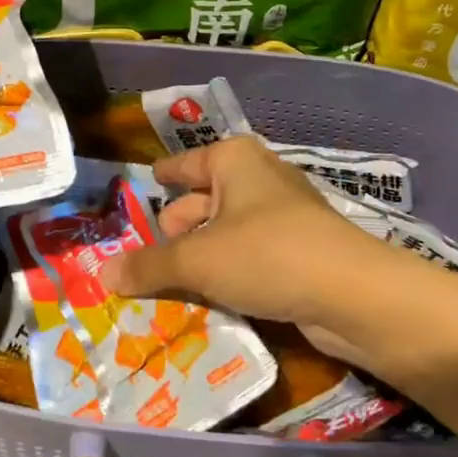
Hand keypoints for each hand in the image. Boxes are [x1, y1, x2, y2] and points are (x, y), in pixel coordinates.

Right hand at [100, 136, 383, 362]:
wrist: (353, 294)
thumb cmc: (266, 254)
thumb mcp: (198, 260)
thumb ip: (149, 266)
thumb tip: (103, 275)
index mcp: (233, 160)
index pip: (184, 164)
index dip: (164, 174)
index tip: (145, 182)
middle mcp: (258, 179)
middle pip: (203, 199)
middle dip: (175, 228)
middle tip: (144, 255)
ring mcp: (283, 215)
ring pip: (226, 231)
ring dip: (200, 256)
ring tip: (166, 282)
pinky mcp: (299, 251)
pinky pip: (248, 256)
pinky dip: (227, 271)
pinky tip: (208, 296)